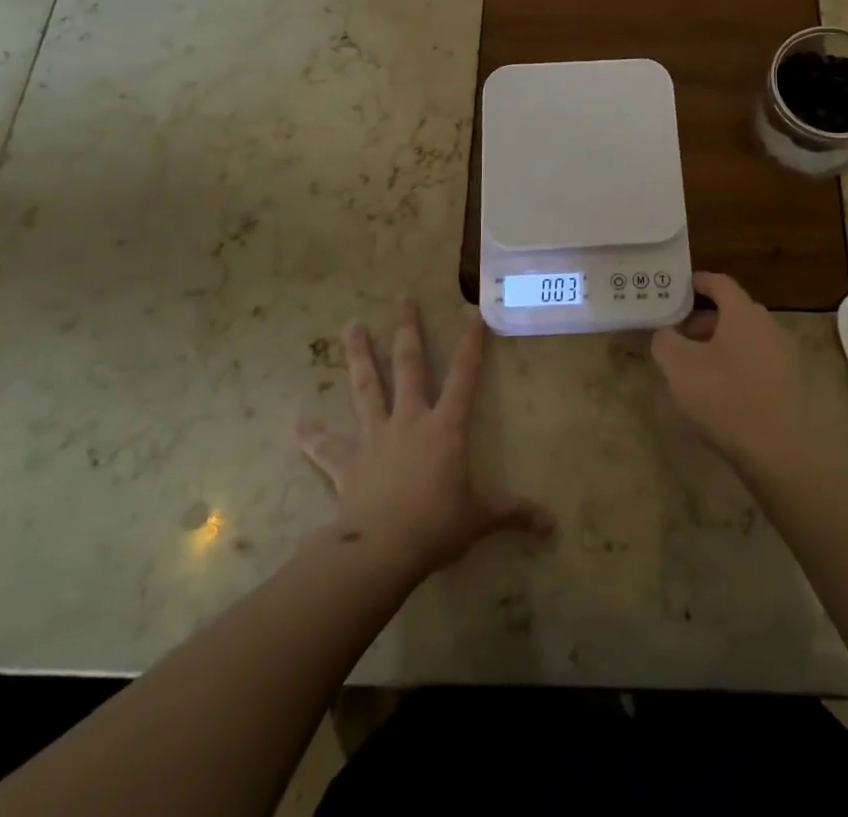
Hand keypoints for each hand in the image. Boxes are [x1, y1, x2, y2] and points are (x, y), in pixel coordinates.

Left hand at [297, 299, 553, 578]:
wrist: (382, 551)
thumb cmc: (437, 526)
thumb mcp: (481, 518)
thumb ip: (514, 513)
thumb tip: (552, 524)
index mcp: (445, 427)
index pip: (464, 375)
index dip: (471, 342)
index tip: (472, 311)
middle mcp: (409, 420)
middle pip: (408, 365)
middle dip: (407, 329)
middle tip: (401, 297)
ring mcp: (374, 437)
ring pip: (366, 388)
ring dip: (359, 356)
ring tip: (352, 325)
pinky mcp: (347, 463)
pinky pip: (326, 447)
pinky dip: (311, 435)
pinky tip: (296, 422)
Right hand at [651, 272, 845, 482]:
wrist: (779, 452)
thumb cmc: (725, 398)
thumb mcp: (679, 367)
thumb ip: (665, 341)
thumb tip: (666, 335)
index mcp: (743, 313)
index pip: (720, 283)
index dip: (698, 282)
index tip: (678, 287)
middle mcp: (768, 326)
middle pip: (731, 312)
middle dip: (701, 321)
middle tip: (676, 337)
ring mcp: (783, 355)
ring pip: (743, 338)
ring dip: (716, 345)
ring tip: (692, 368)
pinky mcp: (789, 383)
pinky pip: (755, 362)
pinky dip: (734, 365)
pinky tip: (717, 391)